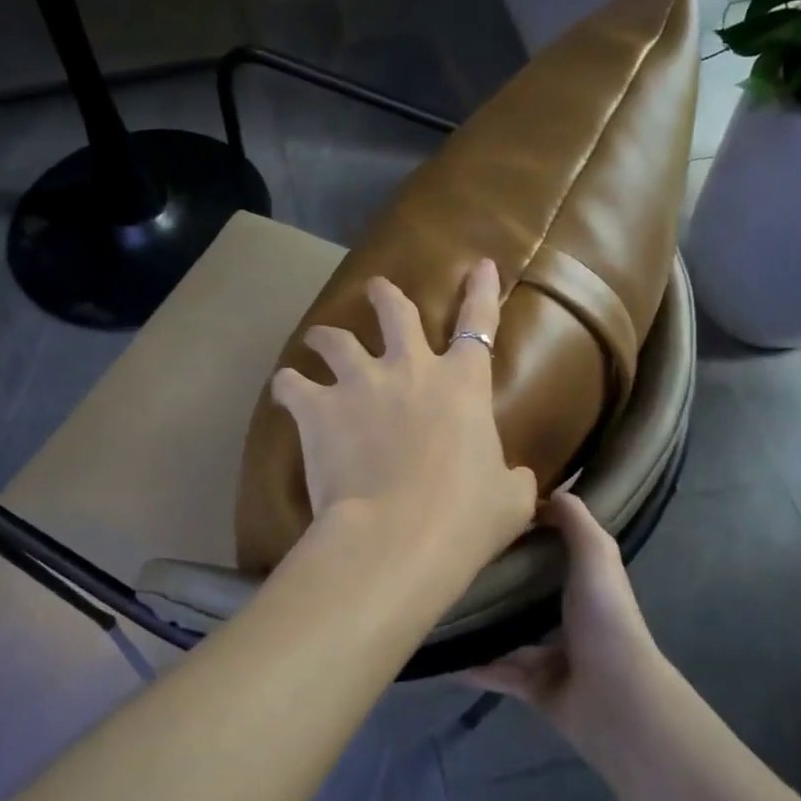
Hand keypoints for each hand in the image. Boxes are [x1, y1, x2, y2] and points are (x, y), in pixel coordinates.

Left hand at [271, 260, 536, 574]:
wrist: (397, 535)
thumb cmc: (464, 518)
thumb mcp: (510, 501)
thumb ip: (513, 479)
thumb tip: (517, 478)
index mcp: (462, 384)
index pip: (479, 323)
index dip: (481, 291)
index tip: (480, 265)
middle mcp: (410, 369)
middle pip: (396, 312)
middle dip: (386, 295)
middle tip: (376, 288)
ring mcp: (360, 383)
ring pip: (336, 339)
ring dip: (326, 335)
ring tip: (317, 338)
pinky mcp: (318, 407)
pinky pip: (292, 384)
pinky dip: (288, 385)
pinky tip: (283, 388)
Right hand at [461, 492, 662, 756]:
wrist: (614, 696)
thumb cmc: (604, 618)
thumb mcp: (596, 556)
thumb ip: (576, 523)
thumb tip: (553, 490)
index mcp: (584, 588)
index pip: (553, 558)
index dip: (527, 539)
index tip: (489, 520)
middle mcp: (568, 622)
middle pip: (525, 598)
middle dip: (496, 584)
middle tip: (452, 564)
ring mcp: (550, 658)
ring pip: (507, 638)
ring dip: (479, 626)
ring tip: (440, 606)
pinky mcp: (532, 688)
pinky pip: (495, 674)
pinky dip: (471, 666)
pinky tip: (440, 654)